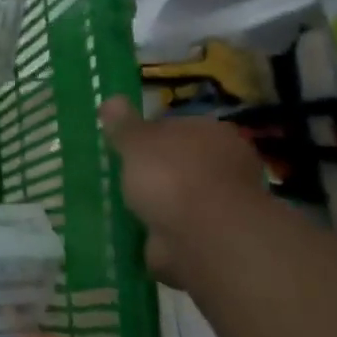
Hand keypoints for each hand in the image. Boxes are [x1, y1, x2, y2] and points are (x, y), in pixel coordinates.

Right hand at [99, 96, 264, 283]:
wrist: (205, 237)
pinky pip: (179, 227)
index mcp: (212, 132)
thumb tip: (111, 100)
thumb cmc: (172, 176)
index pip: (176, 126)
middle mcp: (225, 164)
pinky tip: (139, 233)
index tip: (124, 148)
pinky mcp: (214, 237)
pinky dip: (163, 231)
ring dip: (159, 203)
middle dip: (155, 171)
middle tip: (122, 178)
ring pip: (180, 196)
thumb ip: (124, 125)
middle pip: (180, 161)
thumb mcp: (137, 142)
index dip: (149, 135)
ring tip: (125, 208)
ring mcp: (222, 203)